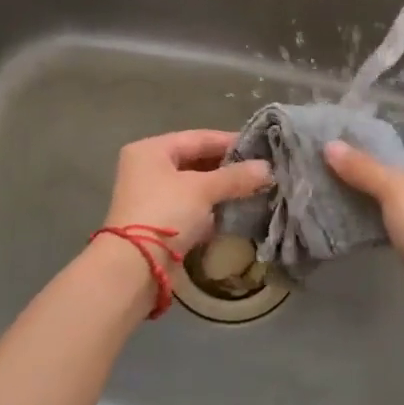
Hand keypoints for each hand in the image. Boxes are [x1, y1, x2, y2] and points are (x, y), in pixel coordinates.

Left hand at [101, 130, 272, 251]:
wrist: (135, 266)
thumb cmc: (165, 213)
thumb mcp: (203, 189)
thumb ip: (235, 176)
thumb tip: (268, 168)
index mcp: (151, 150)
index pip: (198, 137)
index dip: (231, 142)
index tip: (262, 148)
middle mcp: (147, 168)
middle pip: (195, 161)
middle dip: (228, 167)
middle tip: (261, 170)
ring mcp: (151, 196)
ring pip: (194, 185)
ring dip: (221, 189)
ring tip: (255, 189)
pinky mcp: (158, 222)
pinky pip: (191, 207)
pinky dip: (211, 208)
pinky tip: (236, 210)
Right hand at [325, 141, 403, 281]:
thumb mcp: (394, 189)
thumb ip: (362, 167)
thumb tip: (329, 146)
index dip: (375, 153)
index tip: (343, 155)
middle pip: (401, 179)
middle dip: (370, 179)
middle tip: (334, 175)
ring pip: (398, 206)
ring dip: (372, 204)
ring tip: (337, 196)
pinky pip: (398, 228)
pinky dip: (379, 225)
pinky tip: (355, 224)